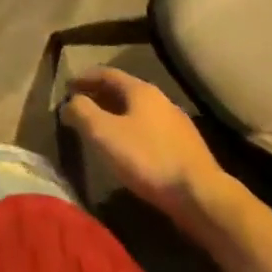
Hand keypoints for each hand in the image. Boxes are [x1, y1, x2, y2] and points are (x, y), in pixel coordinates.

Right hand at [62, 68, 231, 231]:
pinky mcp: (189, 149)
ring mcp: (179, 125)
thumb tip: (70, 102)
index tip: (67, 87)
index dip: (84, 78)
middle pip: (124, 91)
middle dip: (101, 96)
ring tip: (103, 129)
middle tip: (82, 107)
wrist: (203, 198)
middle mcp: (161, 100)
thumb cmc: (148, 158)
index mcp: (141, 90)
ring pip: (140, 112)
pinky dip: (135, 132)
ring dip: (119, 116)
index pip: (106, 74)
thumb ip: (82, 112)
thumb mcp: (104, 133)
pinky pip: (153, 131)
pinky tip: (131, 150)